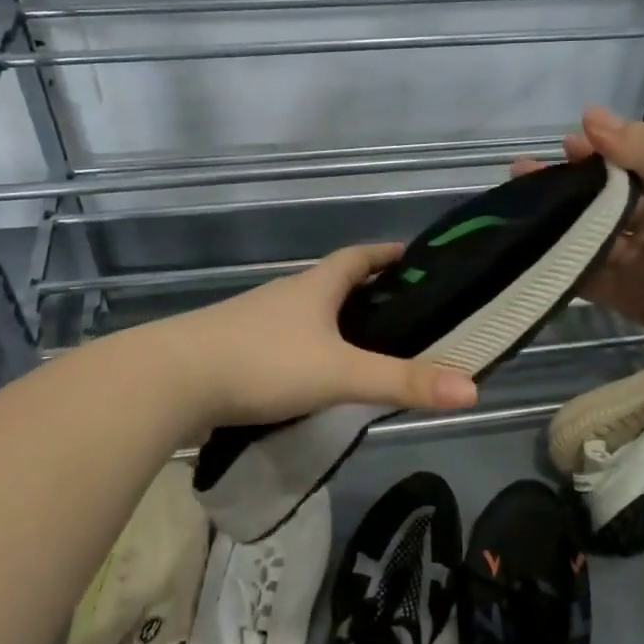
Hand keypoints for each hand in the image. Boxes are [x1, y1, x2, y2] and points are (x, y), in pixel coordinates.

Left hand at [154, 243, 478, 429]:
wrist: (172, 380)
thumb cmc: (263, 362)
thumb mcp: (340, 372)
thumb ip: (403, 382)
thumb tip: (472, 388)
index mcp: (313, 287)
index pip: (358, 257)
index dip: (386, 255)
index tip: (412, 257)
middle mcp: (284, 295)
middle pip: (332, 283)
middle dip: (365, 292)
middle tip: (400, 313)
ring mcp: (253, 321)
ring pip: (305, 314)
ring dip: (333, 323)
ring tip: (362, 348)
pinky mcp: (232, 349)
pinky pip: (281, 342)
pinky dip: (304, 350)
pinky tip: (310, 377)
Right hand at [514, 108, 643, 382]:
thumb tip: (591, 115)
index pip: (631, 163)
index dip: (597, 154)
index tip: (560, 147)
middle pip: (606, 201)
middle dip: (568, 189)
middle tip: (521, 179)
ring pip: (595, 240)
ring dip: (561, 227)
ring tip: (517, 215)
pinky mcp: (635, 301)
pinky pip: (595, 281)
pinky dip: (567, 270)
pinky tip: (533, 257)